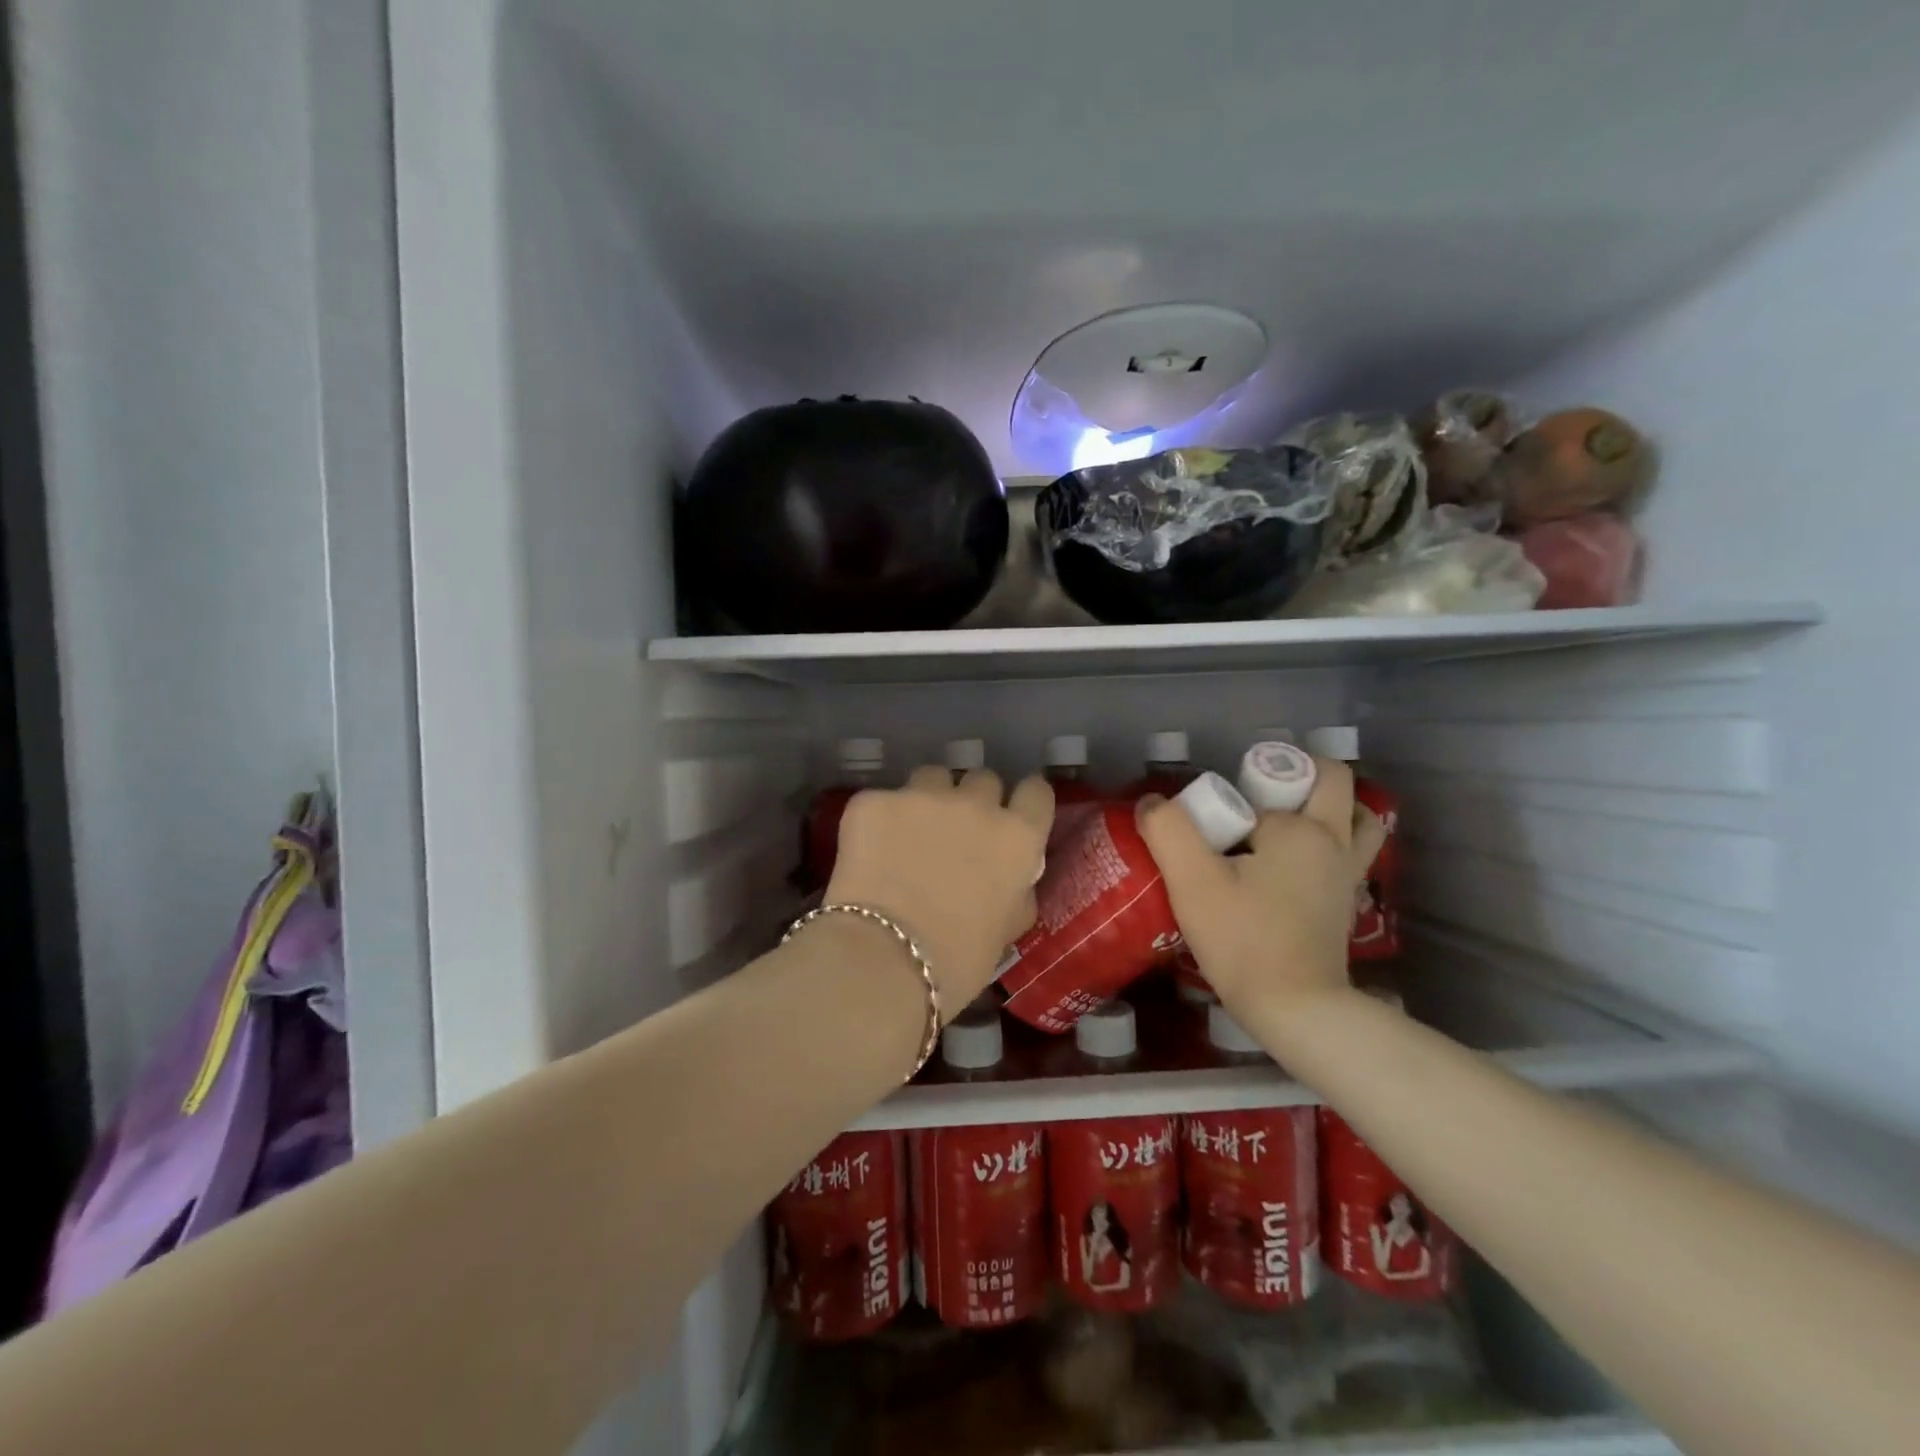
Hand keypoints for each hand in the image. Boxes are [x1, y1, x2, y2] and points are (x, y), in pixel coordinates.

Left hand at [826, 767, 1053, 1014]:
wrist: (882, 960)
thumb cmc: (956, 961)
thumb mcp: (1006, 930)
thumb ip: (1016, 891)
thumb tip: (1012, 879)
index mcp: (1017, 837)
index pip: (1036, 792)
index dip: (1024, 803)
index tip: (1013, 816)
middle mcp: (976, 803)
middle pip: (983, 780)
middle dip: (974, 800)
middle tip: (957, 834)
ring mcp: (922, 796)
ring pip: (932, 777)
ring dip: (928, 799)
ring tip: (909, 834)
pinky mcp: (874, 801)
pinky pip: (882, 800)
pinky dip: (878, 821)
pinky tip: (869, 854)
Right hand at [1138, 756, 1385, 1011]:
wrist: (1296, 1010)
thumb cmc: (1244, 940)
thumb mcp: (1191, 881)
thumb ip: (1168, 830)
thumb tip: (1151, 802)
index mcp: (1301, 829)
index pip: (1256, 794)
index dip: (1227, 803)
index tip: (1203, 829)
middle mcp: (1335, 842)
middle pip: (1332, 783)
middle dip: (1296, 776)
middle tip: (1253, 798)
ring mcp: (1348, 874)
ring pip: (1357, 818)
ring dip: (1330, 806)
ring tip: (1287, 817)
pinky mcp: (1348, 903)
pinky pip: (1351, 853)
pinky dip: (1332, 842)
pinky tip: (1295, 861)